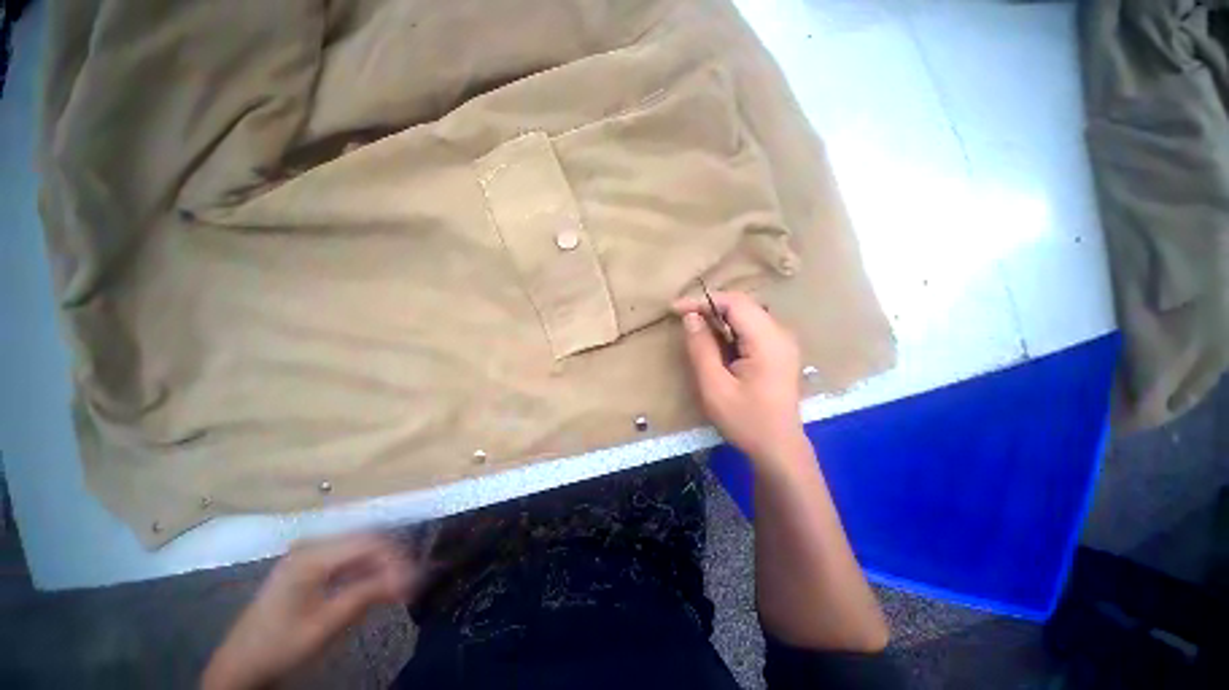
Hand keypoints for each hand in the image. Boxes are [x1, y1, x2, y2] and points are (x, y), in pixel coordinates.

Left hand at [203, 534, 419, 689]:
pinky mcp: (309, 567)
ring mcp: (309, 555)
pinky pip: (347, 560)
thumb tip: (409, 577)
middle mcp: (313, 546)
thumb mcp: (326, 624)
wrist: (241, 664)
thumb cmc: (281, 645)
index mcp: (313, 556)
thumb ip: (367, 595)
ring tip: (398, 587)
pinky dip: (366, 572)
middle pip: (366, 542)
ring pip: (359, 550)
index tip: (415, 578)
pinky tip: (376, 587)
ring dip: (381, 566)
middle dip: (392, 560)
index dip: (396, 558)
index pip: (369, 543)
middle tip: (411, 583)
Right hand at [674, 291, 807, 463]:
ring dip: (720, 318)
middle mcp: (781, 334)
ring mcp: (783, 342)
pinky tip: (717, 343)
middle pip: (743, 305)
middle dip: (711, 307)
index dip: (703, 301)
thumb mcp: (714, 386)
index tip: (676, 309)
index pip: (735, 303)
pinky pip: (752, 328)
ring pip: (747, 315)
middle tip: (684, 319)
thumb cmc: (746, 421)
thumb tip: (690, 317)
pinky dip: (730, 329)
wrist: (778, 449)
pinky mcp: (779, 351)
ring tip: (696, 329)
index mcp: (768, 341)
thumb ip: (701, 348)